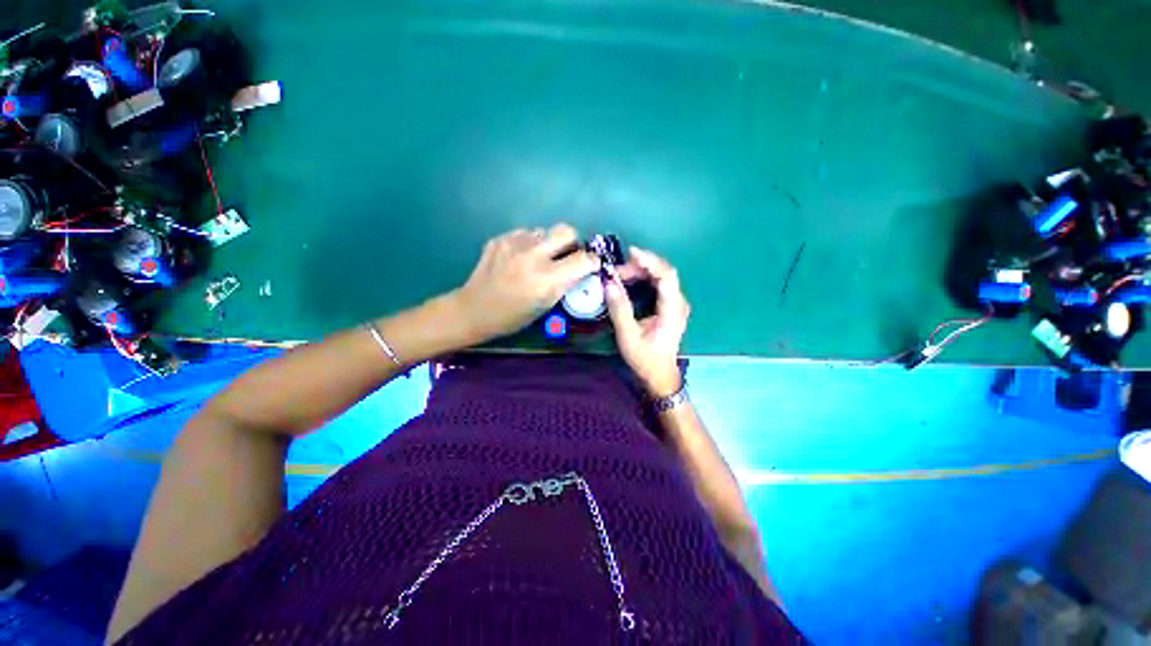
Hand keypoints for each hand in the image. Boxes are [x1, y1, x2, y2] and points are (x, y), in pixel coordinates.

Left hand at [452, 224, 599, 344]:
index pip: (583, 259)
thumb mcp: (545, 305)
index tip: (591, 265)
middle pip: (566, 230)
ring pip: (544, 231)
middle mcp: (532, 255)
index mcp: (546, 278)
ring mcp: (514, 243)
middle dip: (572, 243)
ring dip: (548, 244)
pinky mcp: (500, 238)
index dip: (592, 261)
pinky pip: (526, 234)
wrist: (474, 309)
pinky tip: (519, 259)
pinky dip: (529, 244)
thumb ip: (565, 284)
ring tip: (537, 260)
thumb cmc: (512, 317)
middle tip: (566, 256)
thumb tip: (581, 269)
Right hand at [605, 247, 689, 397]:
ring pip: (661, 277)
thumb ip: (620, 309)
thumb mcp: (628, 336)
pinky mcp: (671, 307)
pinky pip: (659, 284)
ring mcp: (676, 304)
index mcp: (672, 310)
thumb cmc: (645, 359)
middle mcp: (679, 303)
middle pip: (664, 273)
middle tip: (616, 271)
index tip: (630, 253)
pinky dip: (644, 278)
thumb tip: (609, 283)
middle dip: (640, 266)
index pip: (666, 276)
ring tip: (619, 275)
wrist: (660, 375)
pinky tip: (631, 280)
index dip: (650, 261)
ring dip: (641, 272)